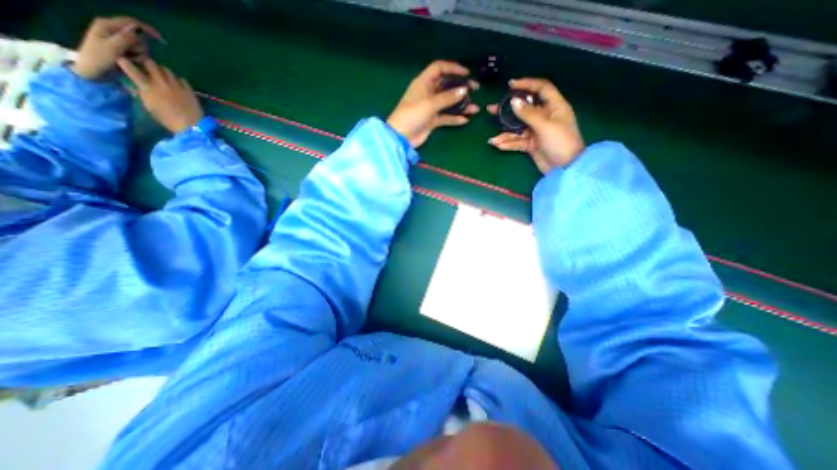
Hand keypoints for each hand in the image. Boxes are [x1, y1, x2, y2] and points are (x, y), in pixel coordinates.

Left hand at [69, 16, 161, 80]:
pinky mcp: (123, 50)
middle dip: (141, 47)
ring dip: (139, 55)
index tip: (161, 40)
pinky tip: (131, 62)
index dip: (147, 30)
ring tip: (129, 60)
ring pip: (140, 47)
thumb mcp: (112, 47)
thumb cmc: (99, 58)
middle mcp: (113, 30)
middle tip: (132, 55)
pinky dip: (138, 59)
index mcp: (107, 25)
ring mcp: (118, 40)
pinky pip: (139, 53)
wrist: (92, 70)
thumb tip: (137, 32)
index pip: (132, 23)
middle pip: (138, 37)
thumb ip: (124, 38)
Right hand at [118, 57, 203, 133]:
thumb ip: (142, 94)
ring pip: (167, 70)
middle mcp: (161, 82)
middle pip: (150, 63)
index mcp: (147, 87)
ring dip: (163, 71)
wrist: (191, 126)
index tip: (124, 62)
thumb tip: (137, 86)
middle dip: (147, 64)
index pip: (130, 67)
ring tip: (164, 77)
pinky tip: (179, 86)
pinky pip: (182, 79)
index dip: (125, 62)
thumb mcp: (149, 107)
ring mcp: (176, 85)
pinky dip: (178, 81)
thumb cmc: (168, 119)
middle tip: (148, 69)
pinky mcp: (189, 90)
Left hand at [385, 60, 476, 146]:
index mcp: (424, 82)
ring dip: (461, 105)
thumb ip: (448, 97)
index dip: (453, 68)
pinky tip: (465, 120)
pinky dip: (454, 118)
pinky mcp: (432, 121)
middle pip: (446, 85)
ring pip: (448, 103)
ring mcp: (430, 108)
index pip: (439, 68)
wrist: (401, 137)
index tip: (466, 74)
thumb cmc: (413, 115)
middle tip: (475, 89)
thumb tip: (464, 90)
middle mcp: (428, 93)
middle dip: (461, 87)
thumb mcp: (430, 103)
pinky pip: (446, 117)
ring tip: (475, 108)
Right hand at [489, 79, 583, 174]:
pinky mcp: (531, 144)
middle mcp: (544, 117)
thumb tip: (513, 101)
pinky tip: (498, 146)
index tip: (510, 85)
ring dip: (505, 133)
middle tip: (491, 109)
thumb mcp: (545, 125)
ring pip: (517, 129)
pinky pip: (517, 142)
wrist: (566, 168)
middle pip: (523, 109)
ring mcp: (536, 132)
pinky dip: (508, 144)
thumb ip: (528, 114)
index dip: (527, 84)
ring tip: (492, 139)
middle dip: (507, 111)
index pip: (541, 89)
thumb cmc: (561, 142)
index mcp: (554, 106)